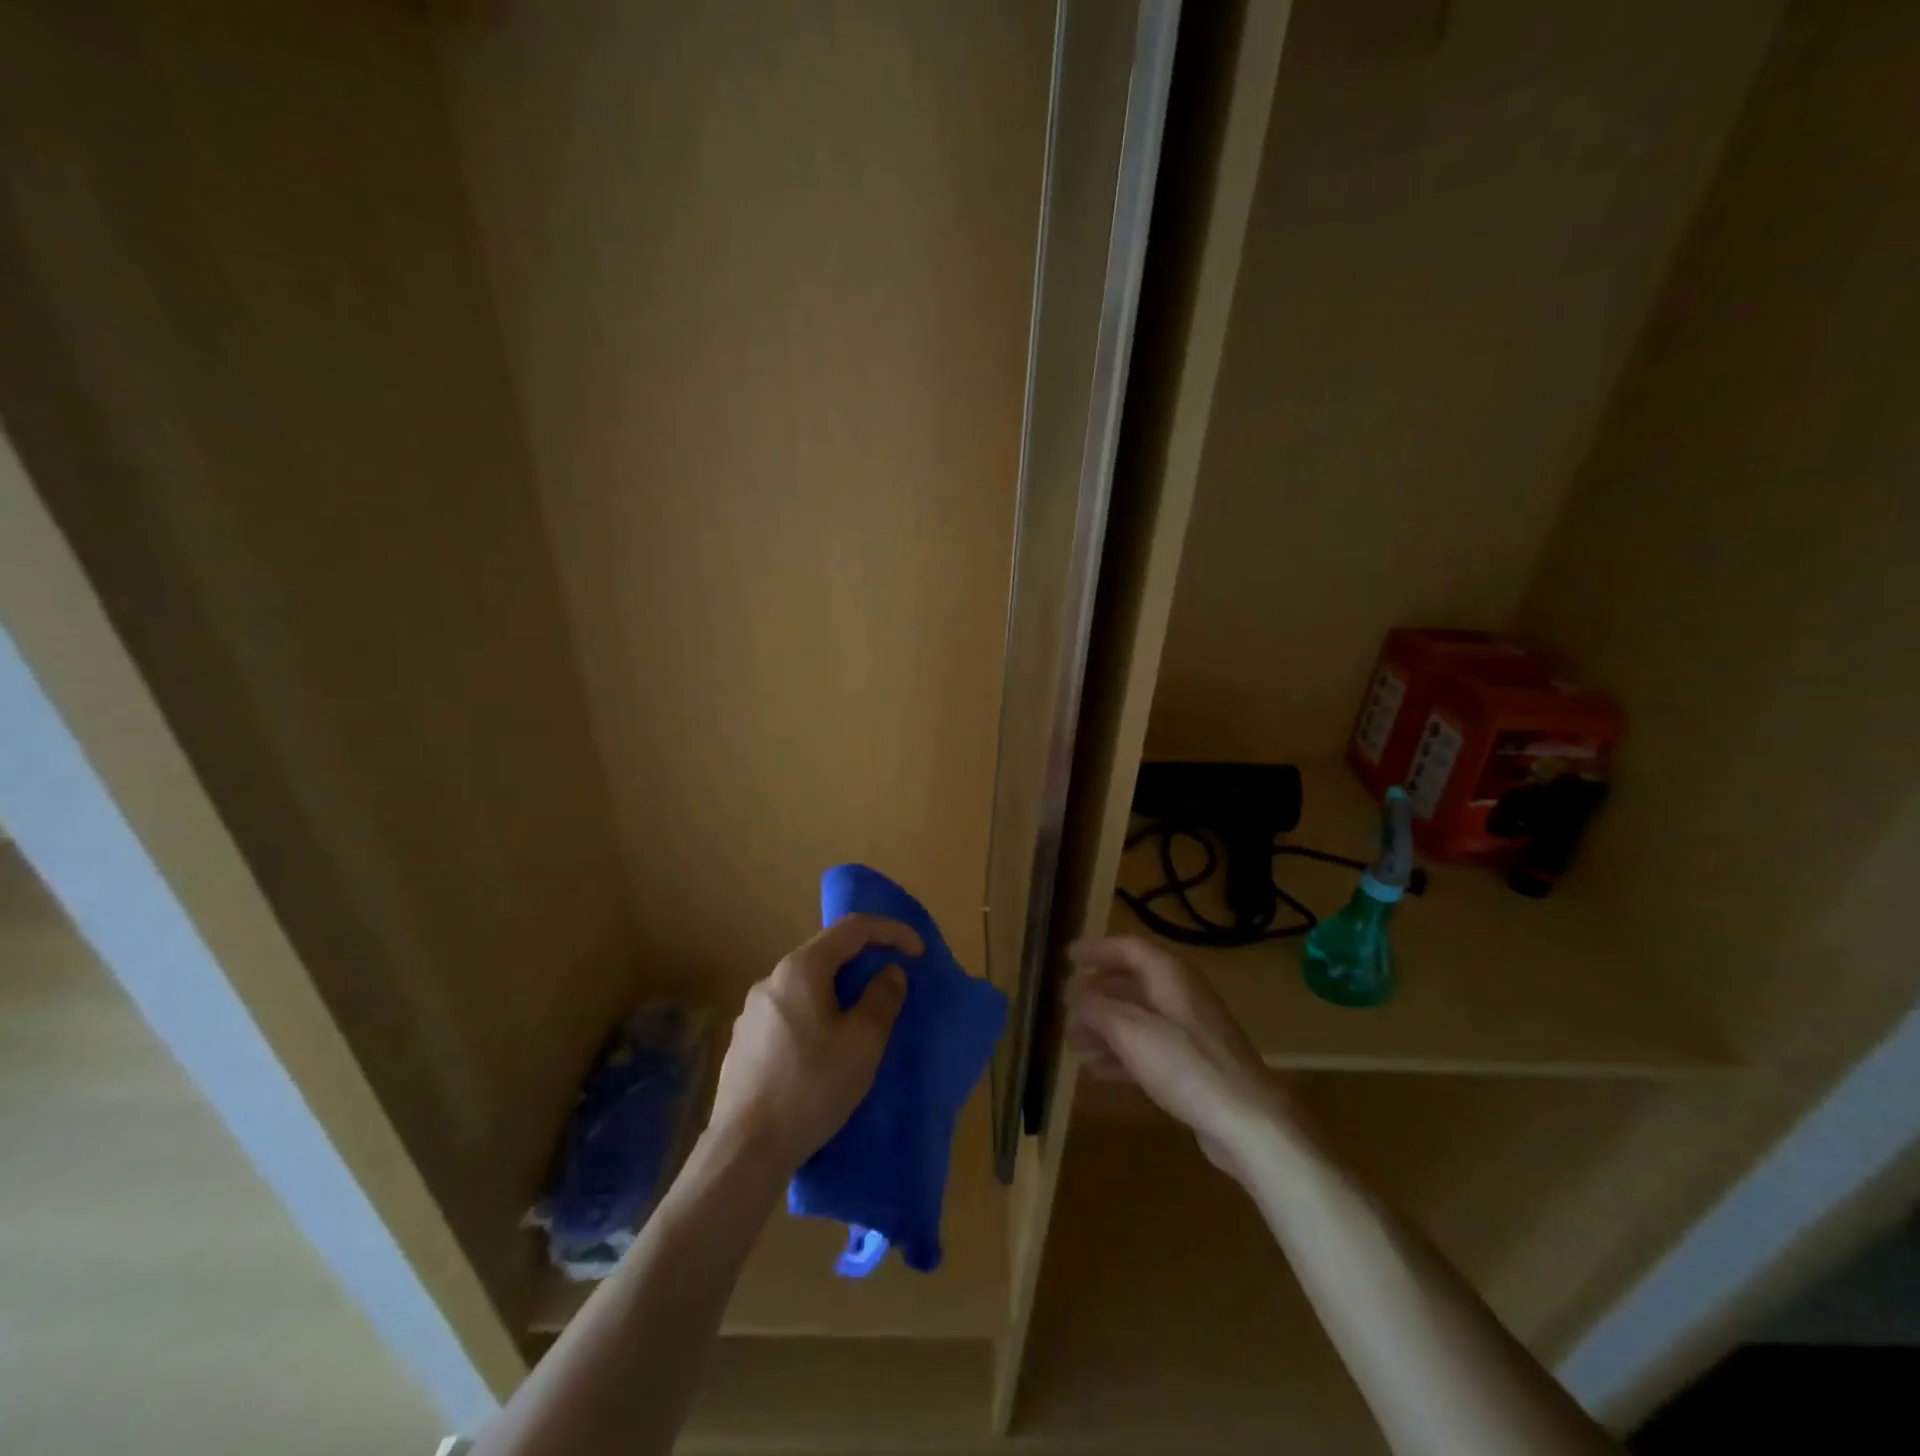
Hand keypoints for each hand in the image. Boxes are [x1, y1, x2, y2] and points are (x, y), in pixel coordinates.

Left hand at [708, 913, 921, 1174]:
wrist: (743, 1151)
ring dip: (841, 990)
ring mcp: (752, 1011)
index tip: (919, 952)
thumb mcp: (862, 1044)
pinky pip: (791, 1010)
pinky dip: (818, 1013)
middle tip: (894, 984)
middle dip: (866, 961)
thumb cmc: (810, 1089)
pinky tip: (825, 1049)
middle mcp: (772, 979)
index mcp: (801, 969)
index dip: (891, 931)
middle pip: (827, 953)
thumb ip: (882, 999)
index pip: (853, 928)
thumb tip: (890, 972)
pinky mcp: (744, 1041)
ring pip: (808, 984)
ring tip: (863, 1019)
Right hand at [1065, 936, 1298, 1180]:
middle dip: (1095, 995)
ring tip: (1073, 1044)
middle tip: (1065, 1008)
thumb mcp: (1131, 1032)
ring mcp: (1190, 1032)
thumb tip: (1074, 995)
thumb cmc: (1187, 1066)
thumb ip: (1098, 1008)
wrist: (1248, 1122)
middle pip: (1131, 983)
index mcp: (1170, 976)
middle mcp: (1181, 996)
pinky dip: (1121, 1053)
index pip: (1129, 949)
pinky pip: (1148, 1048)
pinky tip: (1097, 1070)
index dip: (1097, 950)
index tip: (1068, 957)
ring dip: (1104, 1027)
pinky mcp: (1193, 1065)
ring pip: (1137, 1018)